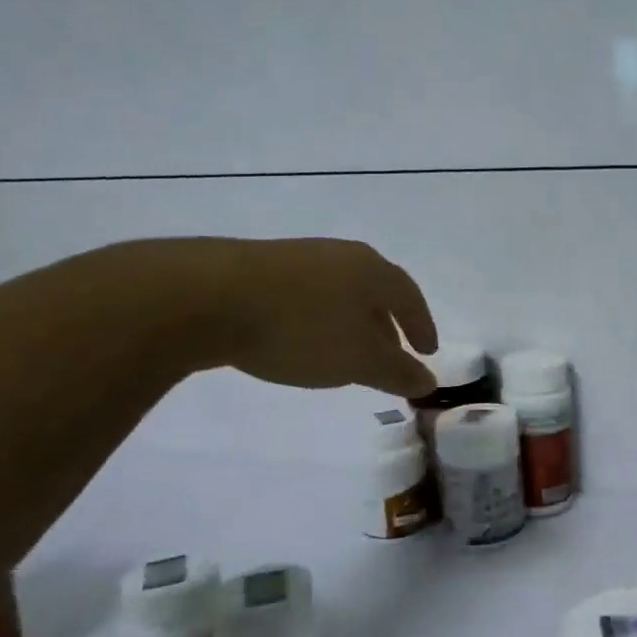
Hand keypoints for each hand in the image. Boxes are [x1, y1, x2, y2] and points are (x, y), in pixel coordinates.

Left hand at [181, 238, 438, 397]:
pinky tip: (303, 339)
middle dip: (387, 324)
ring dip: (352, 322)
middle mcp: (340, 255)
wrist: (207, 298)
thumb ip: (397, 372)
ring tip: (347, 352)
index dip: (422, 325)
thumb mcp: (358, 360)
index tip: (428, 351)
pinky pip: (307, 295)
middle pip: (375, 290)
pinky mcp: (260, 268)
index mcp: (371, 270)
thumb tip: (429, 381)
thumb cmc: (301, 328)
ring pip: (340, 292)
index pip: (409, 296)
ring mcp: (298, 258)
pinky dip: (319, 318)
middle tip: (391, 354)